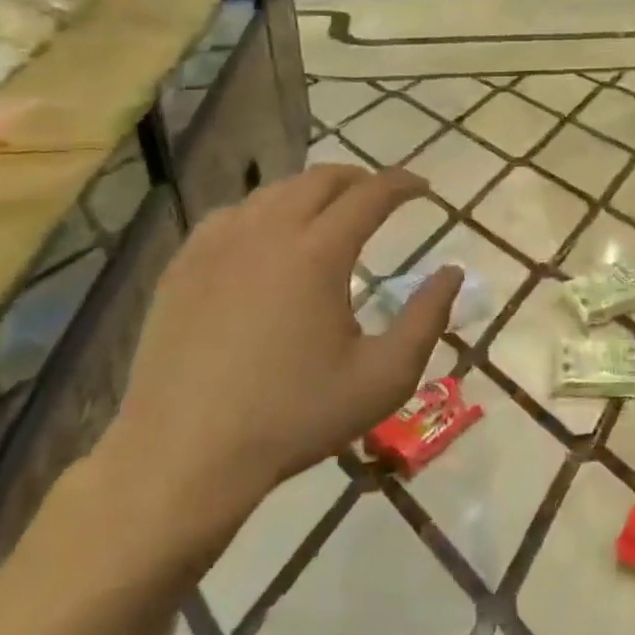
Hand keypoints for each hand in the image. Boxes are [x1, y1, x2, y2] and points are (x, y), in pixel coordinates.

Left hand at [92, 166, 460, 570]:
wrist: (185, 455)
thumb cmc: (295, 417)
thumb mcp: (384, 377)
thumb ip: (427, 318)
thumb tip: (452, 272)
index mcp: (318, 254)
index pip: (369, 195)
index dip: (402, 184)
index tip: (423, 187)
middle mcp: (267, 233)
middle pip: (319, 180)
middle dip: (358, 179)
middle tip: (380, 196)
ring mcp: (216, 247)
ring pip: (272, 192)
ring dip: (310, 192)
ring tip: (329, 212)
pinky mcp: (182, 267)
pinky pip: (230, 215)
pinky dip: (263, 211)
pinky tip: (267, 236)